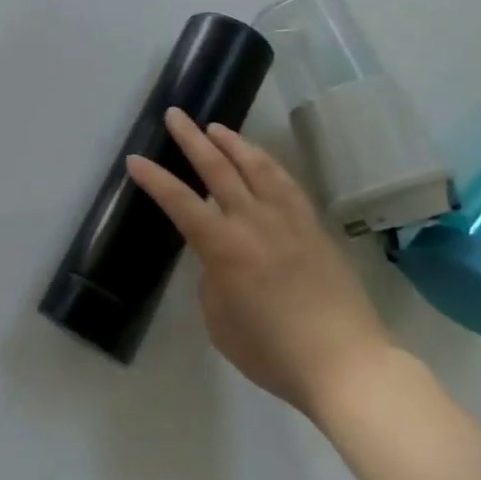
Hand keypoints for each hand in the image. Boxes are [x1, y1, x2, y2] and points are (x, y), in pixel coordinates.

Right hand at [127, 108, 397, 420]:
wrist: (345, 364)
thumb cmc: (272, 351)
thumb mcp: (219, 321)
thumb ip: (212, 279)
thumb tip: (219, 259)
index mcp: (223, 246)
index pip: (179, 202)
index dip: (154, 179)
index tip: (135, 159)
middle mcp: (253, 221)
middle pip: (217, 168)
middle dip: (191, 139)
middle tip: (175, 115)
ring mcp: (287, 220)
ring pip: (256, 166)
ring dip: (232, 142)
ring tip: (215, 127)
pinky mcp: (313, 226)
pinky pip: (286, 183)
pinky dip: (268, 163)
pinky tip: (260, 158)